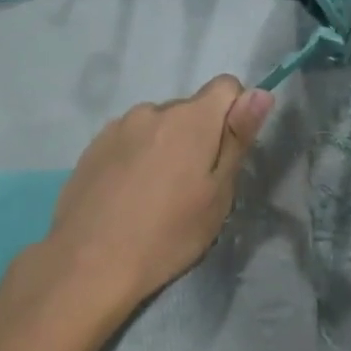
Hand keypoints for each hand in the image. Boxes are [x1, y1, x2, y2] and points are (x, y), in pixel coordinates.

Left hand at [45, 76, 274, 312]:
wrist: (89, 263)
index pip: (227, 87)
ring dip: (165, 146)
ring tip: (155, 195)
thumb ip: (237, 138)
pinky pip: (129, 140)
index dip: (235, 116)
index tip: (225, 157)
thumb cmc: (167, 235)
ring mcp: (118, 126)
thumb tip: (261, 92)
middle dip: (198, 137)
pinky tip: (127, 195)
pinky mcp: (94, 146)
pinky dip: (136, 157)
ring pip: (158, 126)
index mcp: (191, 119)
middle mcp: (153, 110)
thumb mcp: (217, 194)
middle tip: (191, 188)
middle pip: (190, 109)